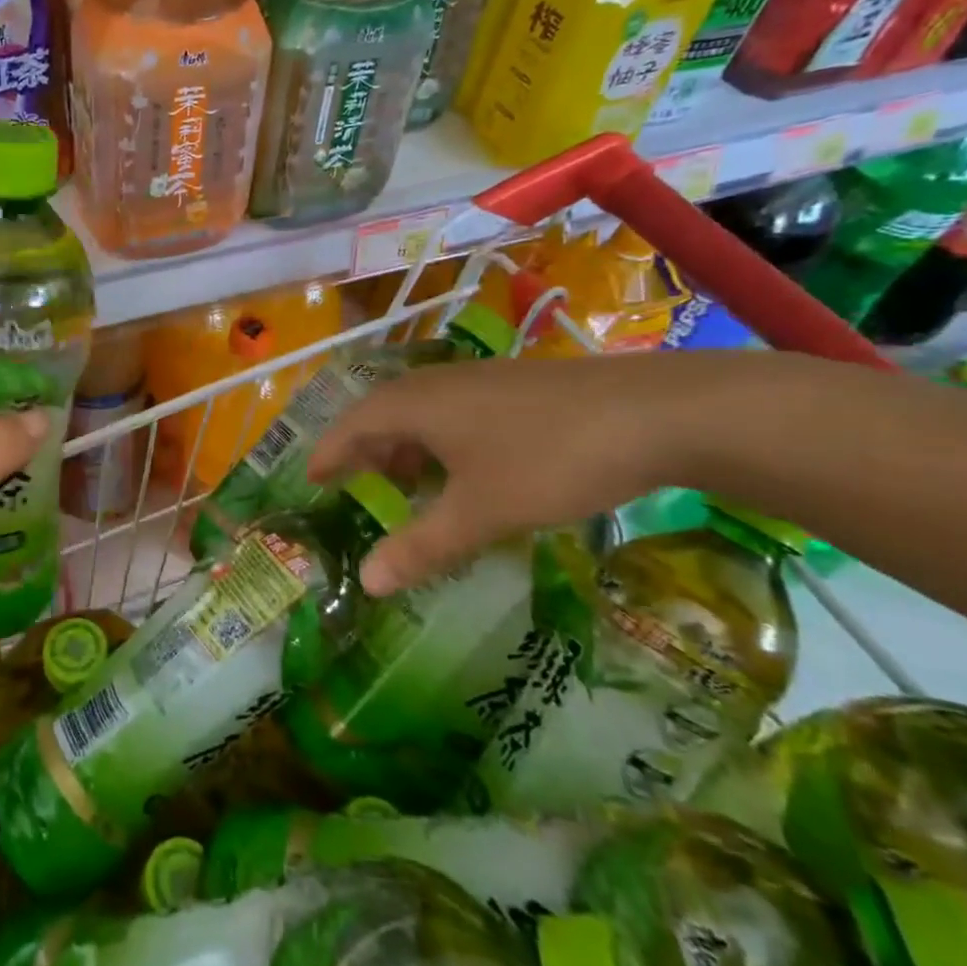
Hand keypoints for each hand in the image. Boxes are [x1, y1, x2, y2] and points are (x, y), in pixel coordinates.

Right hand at [307, 351, 747, 595]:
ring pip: (422, 412)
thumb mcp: (480, 512)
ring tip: (408, 484)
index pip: (352, 425)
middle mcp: (439, 384)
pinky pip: (454, 412)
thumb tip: (365, 583)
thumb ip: (421, 547)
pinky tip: (466, 469)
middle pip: (383, 414)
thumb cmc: (548, 459)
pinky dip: (441, 442)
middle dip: (365, 451)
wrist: (655, 412)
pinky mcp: (515, 387)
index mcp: (415, 405)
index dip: (329, 453)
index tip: (311, 478)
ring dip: (405, 447)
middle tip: (354, 486)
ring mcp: (480, 381)